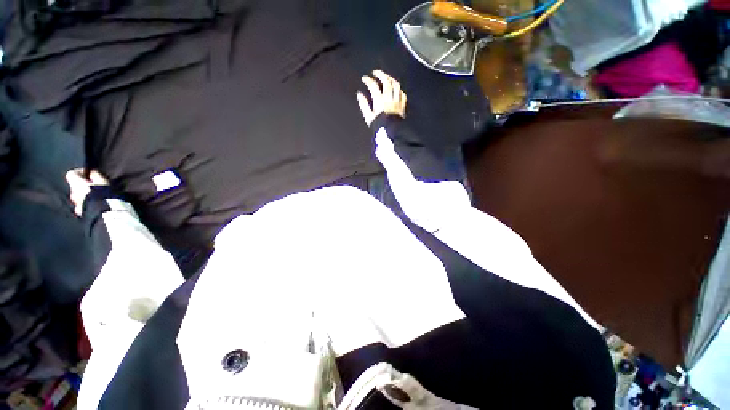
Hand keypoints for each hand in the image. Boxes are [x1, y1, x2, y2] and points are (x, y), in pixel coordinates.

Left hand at [65, 168, 108, 216]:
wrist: (103, 214)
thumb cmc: (103, 195)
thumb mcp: (103, 182)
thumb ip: (95, 175)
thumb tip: (91, 172)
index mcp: (76, 184)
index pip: (71, 174)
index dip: (80, 173)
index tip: (89, 174)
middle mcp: (73, 193)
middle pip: (76, 187)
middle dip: (84, 186)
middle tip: (96, 188)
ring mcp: (75, 204)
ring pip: (79, 197)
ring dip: (86, 196)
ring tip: (98, 198)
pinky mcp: (80, 213)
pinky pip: (82, 205)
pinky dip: (87, 204)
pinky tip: (96, 206)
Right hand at [356, 70, 406, 125]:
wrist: (392, 134)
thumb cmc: (379, 127)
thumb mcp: (369, 118)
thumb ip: (364, 105)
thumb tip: (359, 94)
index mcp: (380, 102)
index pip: (373, 86)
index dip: (368, 80)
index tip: (364, 78)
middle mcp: (389, 99)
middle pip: (386, 82)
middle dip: (380, 75)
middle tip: (376, 73)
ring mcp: (397, 102)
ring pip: (396, 85)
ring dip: (390, 79)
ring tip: (386, 77)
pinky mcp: (402, 106)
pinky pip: (402, 94)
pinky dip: (399, 89)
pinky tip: (396, 88)